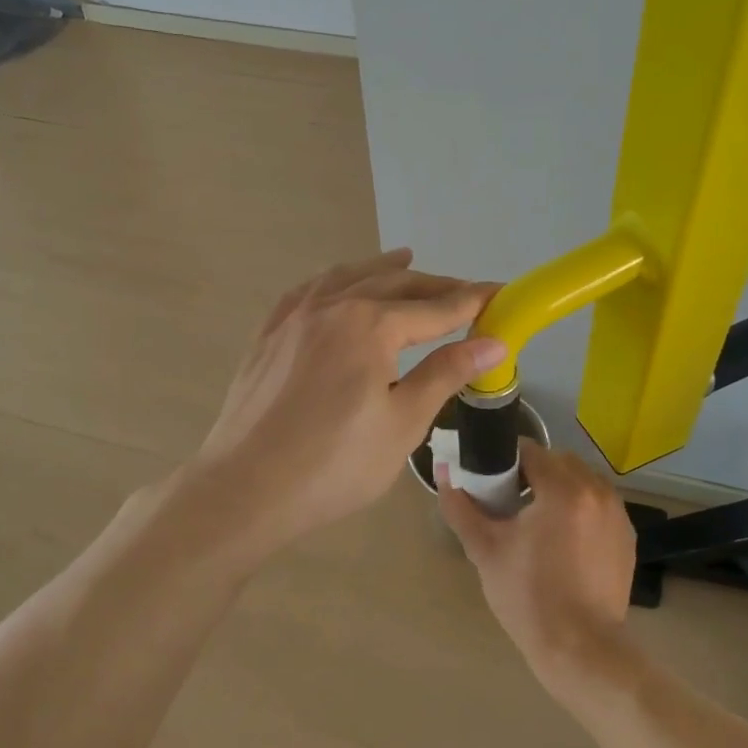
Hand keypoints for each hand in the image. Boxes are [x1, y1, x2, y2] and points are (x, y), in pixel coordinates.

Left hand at [186, 249, 504, 556]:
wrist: (246, 489)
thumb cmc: (335, 464)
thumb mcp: (403, 422)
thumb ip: (445, 373)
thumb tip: (493, 342)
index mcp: (371, 325)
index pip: (436, 308)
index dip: (472, 301)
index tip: (501, 293)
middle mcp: (333, 307)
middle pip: (393, 285)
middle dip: (434, 287)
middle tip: (464, 293)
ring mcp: (294, 318)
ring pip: (346, 278)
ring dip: (381, 270)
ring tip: (404, 259)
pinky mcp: (268, 336)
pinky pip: (306, 292)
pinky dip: (332, 281)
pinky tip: (336, 285)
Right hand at [437, 440, 637, 701]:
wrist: (580, 648)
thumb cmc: (528, 596)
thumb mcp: (485, 550)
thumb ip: (461, 507)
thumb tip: (444, 473)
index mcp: (563, 489)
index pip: (530, 451)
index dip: (506, 460)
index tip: (491, 480)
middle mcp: (597, 491)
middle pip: (560, 461)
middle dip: (535, 471)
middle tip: (511, 500)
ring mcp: (617, 513)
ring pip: (583, 480)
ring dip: (560, 487)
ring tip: (538, 519)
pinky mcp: (627, 535)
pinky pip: (599, 503)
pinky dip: (581, 507)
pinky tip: (564, 537)